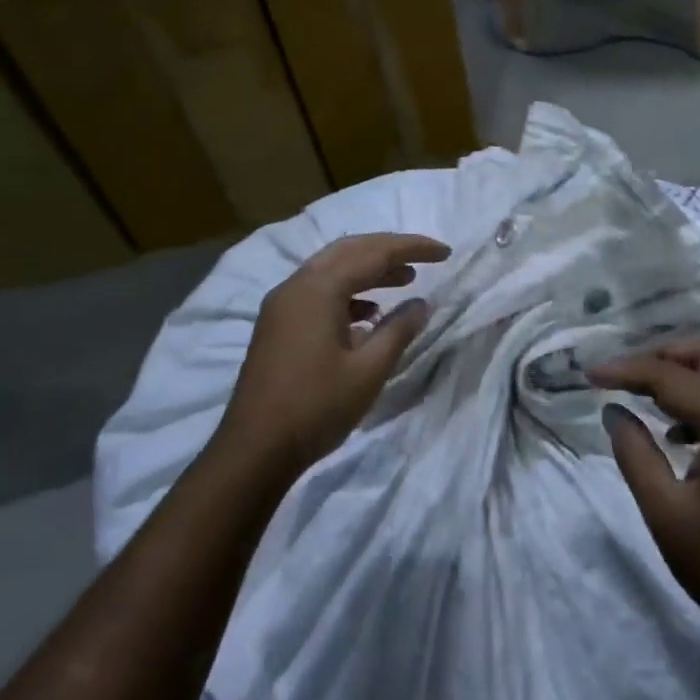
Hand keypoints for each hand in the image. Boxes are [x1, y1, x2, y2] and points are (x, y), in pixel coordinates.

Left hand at [220, 233, 449, 478]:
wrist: (254, 451)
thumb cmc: (316, 407)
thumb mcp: (369, 371)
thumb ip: (398, 330)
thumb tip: (420, 304)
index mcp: (319, 289)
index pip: (374, 252)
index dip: (413, 248)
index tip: (445, 252)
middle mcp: (297, 285)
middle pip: (350, 250)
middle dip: (389, 250)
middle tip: (424, 259)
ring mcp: (282, 305)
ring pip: (332, 269)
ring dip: (369, 269)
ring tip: (405, 280)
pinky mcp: (277, 324)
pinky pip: (318, 291)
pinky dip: (348, 291)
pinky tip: (369, 313)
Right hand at [592, 339, 699, 656]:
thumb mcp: (664, 511)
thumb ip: (634, 452)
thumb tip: (613, 410)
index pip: (673, 376)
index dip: (627, 370)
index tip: (590, 374)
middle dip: (665, 355)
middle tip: (628, 377)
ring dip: (691, 369)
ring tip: (652, 397)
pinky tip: (682, 430)